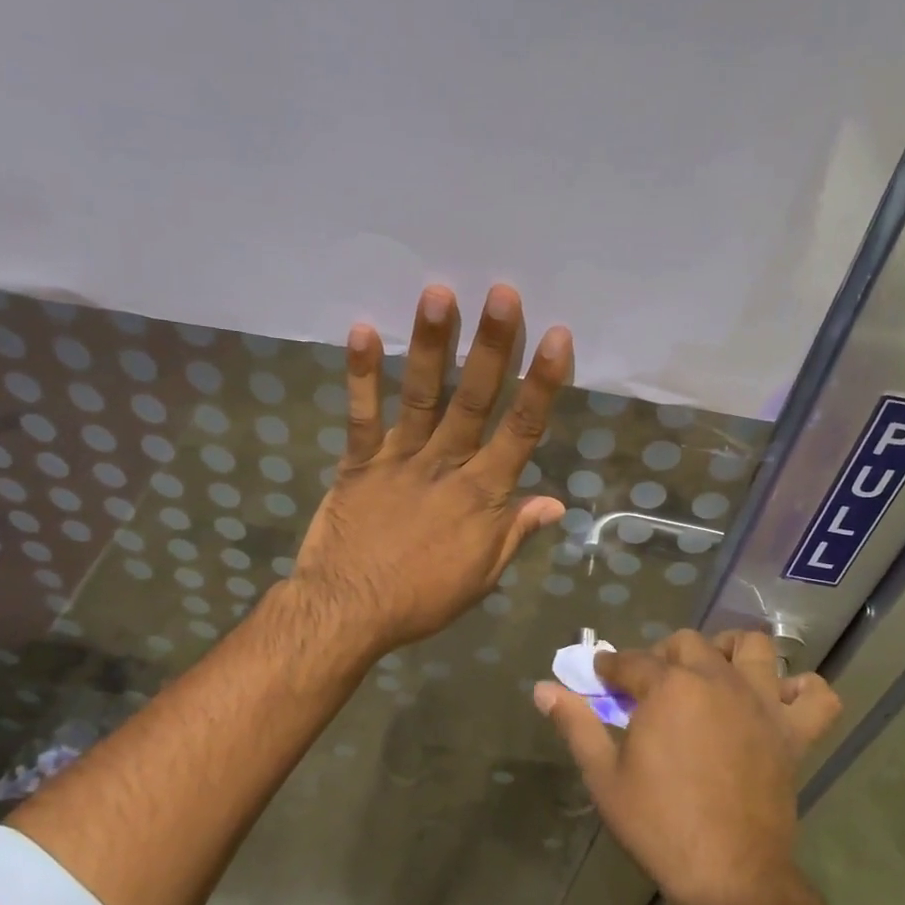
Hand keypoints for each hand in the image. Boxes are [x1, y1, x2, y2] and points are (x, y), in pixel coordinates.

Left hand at [292, 283, 571, 656]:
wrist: (349, 612)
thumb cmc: (421, 599)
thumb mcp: (482, 576)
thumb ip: (515, 533)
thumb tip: (555, 502)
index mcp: (482, 495)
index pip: (521, 431)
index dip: (540, 384)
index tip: (556, 337)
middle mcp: (445, 466)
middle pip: (474, 400)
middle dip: (491, 346)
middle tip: (502, 293)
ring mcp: (399, 460)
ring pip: (422, 396)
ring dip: (432, 345)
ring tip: (438, 293)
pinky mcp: (358, 463)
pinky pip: (361, 415)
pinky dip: (362, 374)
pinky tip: (364, 330)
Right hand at [535, 630, 840, 904]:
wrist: (728, 875)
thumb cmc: (658, 824)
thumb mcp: (603, 776)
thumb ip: (576, 724)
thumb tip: (543, 689)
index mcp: (668, 687)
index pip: (631, 661)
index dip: (611, 667)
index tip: (601, 675)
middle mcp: (717, 681)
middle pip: (687, 644)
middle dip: (662, 655)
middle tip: (650, 686)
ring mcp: (760, 704)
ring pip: (753, 648)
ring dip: (730, 651)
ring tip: (713, 674)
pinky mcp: (793, 733)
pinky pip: (817, 695)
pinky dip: (802, 690)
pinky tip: (778, 701)